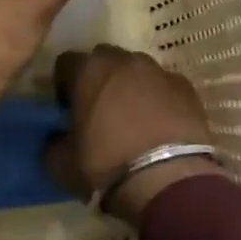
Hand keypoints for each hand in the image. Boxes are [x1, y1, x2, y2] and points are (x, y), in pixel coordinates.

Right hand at [46, 45, 218, 223]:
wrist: (168, 180)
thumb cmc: (106, 166)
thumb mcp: (60, 163)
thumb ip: (53, 143)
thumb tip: (56, 138)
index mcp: (88, 70)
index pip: (65, 62)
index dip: (64, 84)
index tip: (67, 108)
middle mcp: (124, 61)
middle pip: (105, 60)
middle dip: (99, 79)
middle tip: (99, 110)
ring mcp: (160, 71)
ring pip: (138, 71)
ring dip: (131, 86)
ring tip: (133, 119)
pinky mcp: (187, 89)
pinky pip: (165, 86)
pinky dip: (160, 99)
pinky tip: (160, 125)